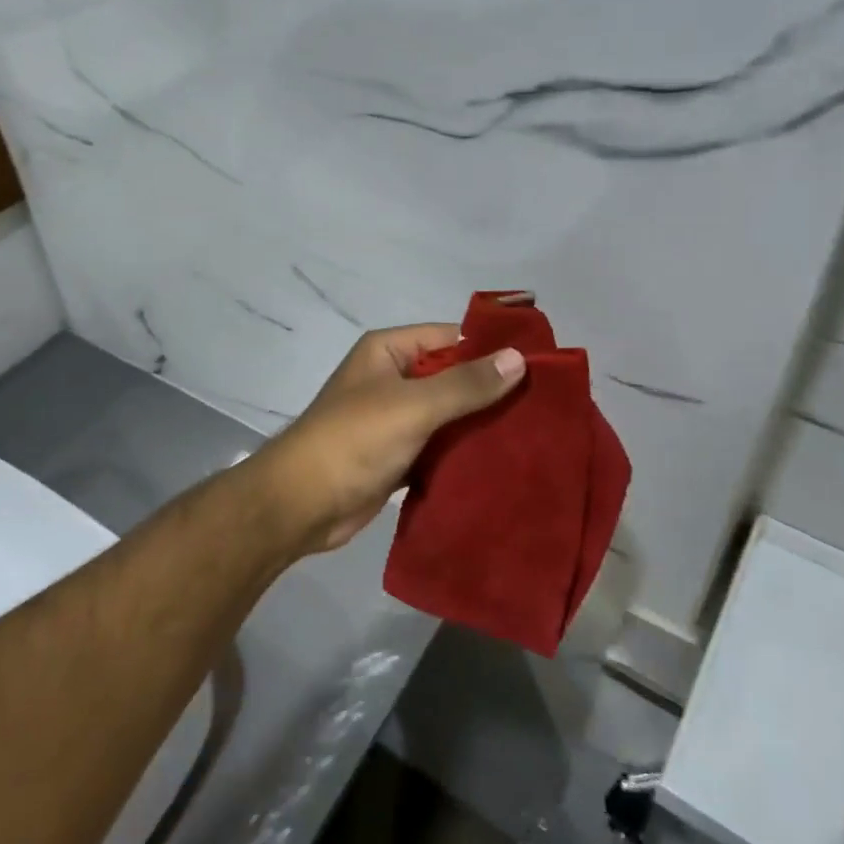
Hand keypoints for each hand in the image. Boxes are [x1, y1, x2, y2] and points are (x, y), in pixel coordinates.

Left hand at [248, 323, 525, 557]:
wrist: (300, 506)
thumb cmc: (353, 441)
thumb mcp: (413, 405)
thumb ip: (466, 384)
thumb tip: (519, 359)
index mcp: (388, 352)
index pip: (450, 338)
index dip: (490, 350)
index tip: (536, 367)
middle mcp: (391, 379)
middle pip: (451, 376)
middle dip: (490, 390)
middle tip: (543, 405)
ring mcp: (393, 419)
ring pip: (448, 414)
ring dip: (480, 424)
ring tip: (532, 433)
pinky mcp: (397, 455)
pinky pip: (439, 445)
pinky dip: (463, 452)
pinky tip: (501, 461)